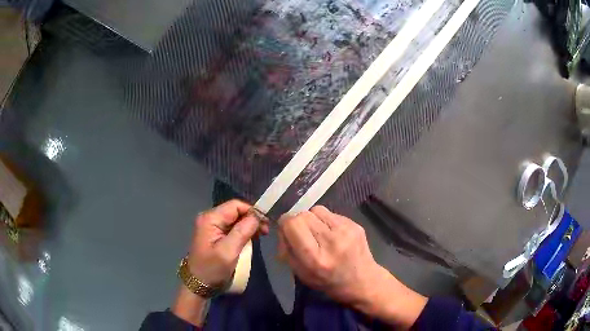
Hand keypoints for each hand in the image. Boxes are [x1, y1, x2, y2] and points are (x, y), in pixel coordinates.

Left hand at [186, 199, 266, 286]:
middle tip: (265, 232)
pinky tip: (250, 239)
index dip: (252, 211)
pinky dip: (243, 232)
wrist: (198, 284)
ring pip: (235, 219)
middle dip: (251, 219)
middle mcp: (210, 218)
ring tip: (260, 236)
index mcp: (210, 219)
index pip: (235, 205)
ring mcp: (211, 226)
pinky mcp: (214, 234)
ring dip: (248, 226)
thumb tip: (257, 216)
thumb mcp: (228, 252)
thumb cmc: (212, 269)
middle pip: (235, 211)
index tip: (266, 224)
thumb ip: (242, 232)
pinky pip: (232, 228)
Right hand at [278, 206, 426, 327]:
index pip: (293, 224)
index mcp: (315, 258)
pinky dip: (325, 221)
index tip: (287, 231)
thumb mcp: (301, 274)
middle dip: (297, 222)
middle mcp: (331, 241)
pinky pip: (331, 213)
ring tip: (317, 232)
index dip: (285, 224)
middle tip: (302, 234)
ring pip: (316, 210)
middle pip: (303, 215)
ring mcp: (346, 231)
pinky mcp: (355, 224)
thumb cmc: (328, 282)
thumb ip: (288, 250)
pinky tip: (331, 234)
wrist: (362, 281)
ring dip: (312, 219)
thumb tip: (282, 228)